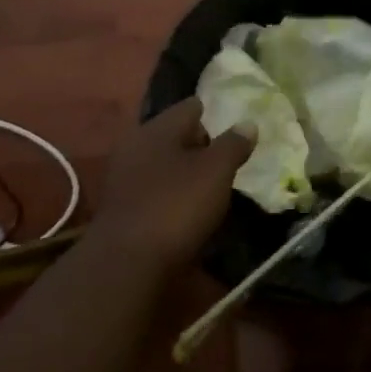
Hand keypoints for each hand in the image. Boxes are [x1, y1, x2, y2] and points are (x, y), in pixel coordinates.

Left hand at [87, 98, 253, 270]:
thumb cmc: (175, 207)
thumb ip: (233, 144)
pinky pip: (155, 189)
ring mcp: (123, 177)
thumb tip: (248, 123)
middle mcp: (135, 145)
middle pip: (175, 135)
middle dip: (200, 144)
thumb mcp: (215, 172)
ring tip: (215, 185)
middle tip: (230, 158)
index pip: (190, 107)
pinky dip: (172, 193)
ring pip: (164, 163)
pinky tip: (189, 207)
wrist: (126, 264)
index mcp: (156, 128)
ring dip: (186, 171)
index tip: (237, 127)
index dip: (215, 114)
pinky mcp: (122, 207)